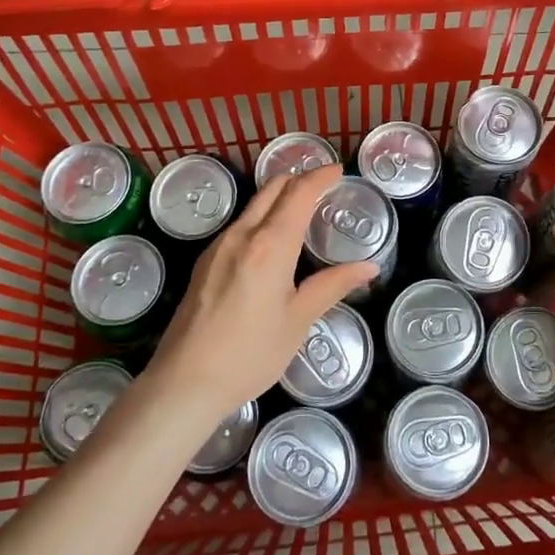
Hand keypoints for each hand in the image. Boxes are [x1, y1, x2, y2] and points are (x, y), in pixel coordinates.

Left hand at [143, 164, 375, 422]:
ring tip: (300, 210)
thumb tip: (369, 267)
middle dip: (298, 180)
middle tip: (323, 186)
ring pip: (252, 206)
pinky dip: (260, 217)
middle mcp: (242, 235)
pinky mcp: (204, 263)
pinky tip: (270, 240)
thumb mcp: (299, 320)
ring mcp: (218, 247)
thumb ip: (333, 286)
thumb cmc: (250, 354)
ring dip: (278, 198)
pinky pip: (239, 225)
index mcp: (270, 245)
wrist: (185, 383)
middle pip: (272, 190)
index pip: (299, 194)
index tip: (338, 171)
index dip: (320, 177)